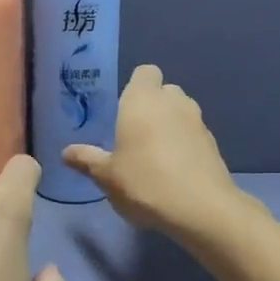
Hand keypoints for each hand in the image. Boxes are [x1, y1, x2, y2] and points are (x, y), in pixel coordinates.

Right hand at [64, 64, 256, 239]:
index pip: (145, 72)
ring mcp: (198, 121)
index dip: (136, 86)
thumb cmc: (144, 182)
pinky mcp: (213, 143)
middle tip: (135, 133)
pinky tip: (175, 170)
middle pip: (164, 91)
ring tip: (155, 154)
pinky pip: (194, 134)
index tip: (124, 109)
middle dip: (152, 106)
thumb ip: (87, 160)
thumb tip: (66, 153)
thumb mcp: (107, 176)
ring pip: (182, 111)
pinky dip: (185, 144)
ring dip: (170, 124)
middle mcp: (173, 102)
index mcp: (143, 100)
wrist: (200, 208)